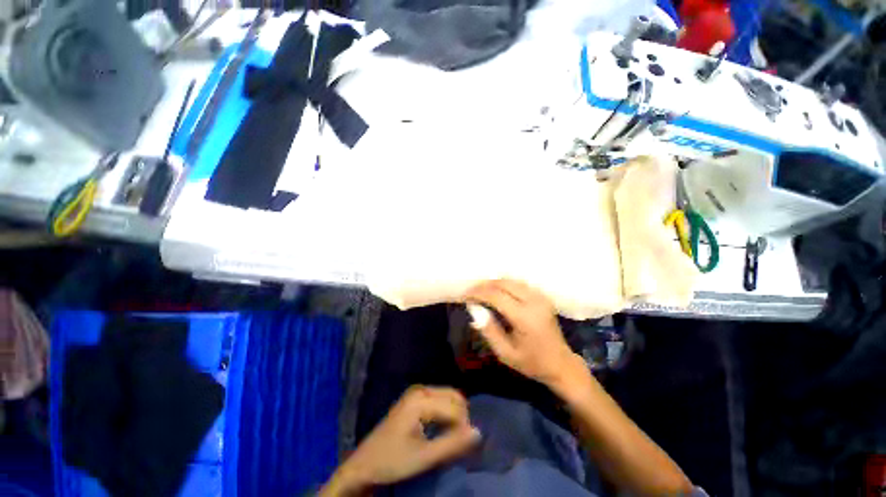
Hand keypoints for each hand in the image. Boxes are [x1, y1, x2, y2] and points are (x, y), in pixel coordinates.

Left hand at [321, 386, 480, 495]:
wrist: (364, 464)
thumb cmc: (392, 461)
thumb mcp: (424, 457)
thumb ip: (452, 444)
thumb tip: (478, 433)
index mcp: (420, 400)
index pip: (455, 408)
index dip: (463, 427)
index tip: (462, 447)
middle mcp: (420, 389)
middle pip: (453, 397)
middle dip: (461, 417)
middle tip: (458, 441)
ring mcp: (416, 392)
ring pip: (448, 397)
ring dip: (455, 415)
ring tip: (452, 437)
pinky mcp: (415, 398)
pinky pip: (439, 400)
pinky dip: (446, 413)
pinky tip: (443, 429)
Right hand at [464, 279, 584, 388]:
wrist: (561, 364)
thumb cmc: (532, 363)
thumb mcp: (505, 353)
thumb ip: (489, 329)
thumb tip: (474, 309)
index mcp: (525, 317)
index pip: (496, 295)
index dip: (478, 293)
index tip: (465, 296)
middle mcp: (534, 301)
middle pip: (503, 283)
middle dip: (484, 285)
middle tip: (470, 293)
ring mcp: (540, 297)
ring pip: (511, 281)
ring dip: (493, 284)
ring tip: (480, 292)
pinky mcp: (542, 296)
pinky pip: (519, 284)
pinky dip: (504, 285)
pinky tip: (496, 292)